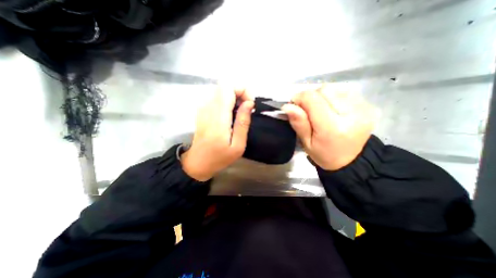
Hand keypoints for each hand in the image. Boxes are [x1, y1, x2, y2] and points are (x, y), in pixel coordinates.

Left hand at [181, 87, 253, 182]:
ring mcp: (203, 107)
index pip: (228, 87)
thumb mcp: (238, 146)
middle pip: (225, 85)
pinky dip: (228, 100)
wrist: (198, 162)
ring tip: (240, 113)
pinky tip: (231, 114)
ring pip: (222, 89)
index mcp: (218, 117)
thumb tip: (249, 103)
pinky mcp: (202, 109)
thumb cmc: (219, 157)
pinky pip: (217, 96)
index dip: (242, 90)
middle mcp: (208, 107)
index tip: (250, 104)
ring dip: (235, 96)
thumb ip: (243, 123)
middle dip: (240, 92)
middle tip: (247, 108)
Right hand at [282, 86, 375, 169]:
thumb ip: (299, 123)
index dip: (299, 98)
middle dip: (311, 96)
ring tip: (321, 110)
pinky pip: (345, 91)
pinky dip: (334, 97)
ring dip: (323, 96)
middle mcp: (351, 114)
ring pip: (334, 88)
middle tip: (308, 110)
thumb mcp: (306, 143)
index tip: (295, 105)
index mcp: (332, 127)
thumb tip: (288, 106)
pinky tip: (333, 109)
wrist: (351, 160)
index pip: (312, 99)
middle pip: (324, 89)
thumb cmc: (324, 154)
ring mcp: (363, 108)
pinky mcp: (368, 106)